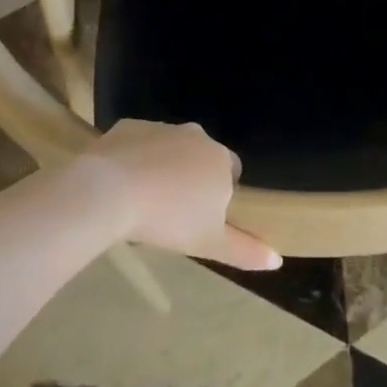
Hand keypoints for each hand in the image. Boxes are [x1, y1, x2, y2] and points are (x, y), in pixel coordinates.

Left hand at [82, 120, 281, 270]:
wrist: (109, 192)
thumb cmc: (168, 219)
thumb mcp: (209, 243)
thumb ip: (245, 250)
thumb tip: (277, 260)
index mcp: (220, 160)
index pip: (231, 172)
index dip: (219, 193)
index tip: (202, 216)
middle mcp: (196, 135)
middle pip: (200, 156)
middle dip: (191, 177)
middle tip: (172, 210)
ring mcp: (161, 127)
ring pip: (169, 148)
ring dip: (163, 166)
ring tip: (144, 199)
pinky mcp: (130, 126)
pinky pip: (138, 143)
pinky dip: (135, 158)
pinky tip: (121, 182)